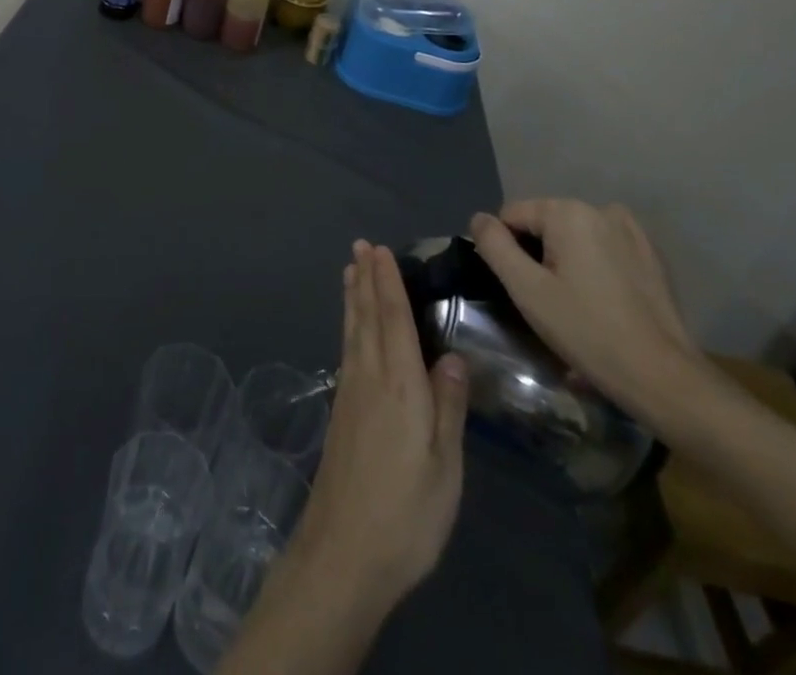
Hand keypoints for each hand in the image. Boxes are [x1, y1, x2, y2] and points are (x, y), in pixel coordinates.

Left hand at [287, 241, 470, 616]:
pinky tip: (351, 326)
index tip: (381, 250)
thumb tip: (454, 357)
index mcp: (400, 385)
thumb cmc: (406, 512)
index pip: (393, 319)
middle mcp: (370, 377)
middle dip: (365, 278)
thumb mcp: (445, 467)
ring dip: (353, 296)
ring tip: (350, 269)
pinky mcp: (341, 410)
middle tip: (360, 245)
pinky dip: (349, 324)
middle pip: (366, 316)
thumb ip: (448, 407)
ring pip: (352, 330)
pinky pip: (347, 348)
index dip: (388, 283)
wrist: (345, 550)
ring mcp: (351, 392)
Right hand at [468, 200, 711, 429]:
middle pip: (545, 224)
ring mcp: (631, 230)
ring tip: (574, 305)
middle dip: (538, 255)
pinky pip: (604, 249)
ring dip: (566, 261)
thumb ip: (494, 246)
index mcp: (568, 211)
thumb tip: (479, 219)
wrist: (664, 378)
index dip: (507, 251)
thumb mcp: (526, 290)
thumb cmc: (587, 331)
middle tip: (547, 302)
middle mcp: (600, 209)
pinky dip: (595, 267)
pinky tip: (603, 303)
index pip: (512, 216)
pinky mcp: (651, 255)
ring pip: (574, 237)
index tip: (522, 289)